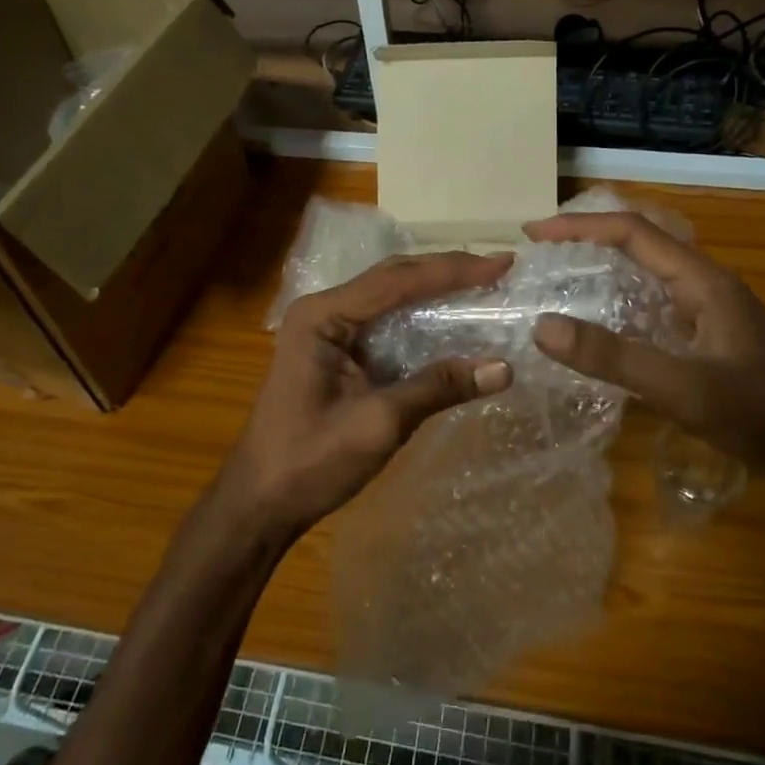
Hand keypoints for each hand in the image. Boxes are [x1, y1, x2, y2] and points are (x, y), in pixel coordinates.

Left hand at [221, 251, 516, 537]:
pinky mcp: (339, 350)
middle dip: (447, 272)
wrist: (261, 501)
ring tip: (485, 285)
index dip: (452, 271)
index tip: (501, 264)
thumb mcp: (378, 424)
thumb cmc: (310, 462)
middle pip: (394, 278)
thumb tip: (503, 368)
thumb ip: (437, 388)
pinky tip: (453, 320)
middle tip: (500, 269)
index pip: (396, 281)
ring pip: (392, 297)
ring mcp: (329, 328)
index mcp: (323, 316)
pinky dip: (423, 318)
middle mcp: (324, 310)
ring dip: (437, 291)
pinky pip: (387, 322)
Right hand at [523, 211, 764, 479]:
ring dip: (603, 272)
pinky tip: (600, 331)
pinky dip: (619, 307)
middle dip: (587, 242)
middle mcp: (704, 287)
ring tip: (558, 284)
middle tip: (539, 256)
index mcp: (701, 281)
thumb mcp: (685, 388)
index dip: (580, 227)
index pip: (632, 233)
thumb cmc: (763, 412)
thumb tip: (543, 327)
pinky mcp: (709, 341)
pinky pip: (654, 309)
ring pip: (646, 277)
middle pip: (638, 246)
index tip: (533, 234)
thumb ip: (615, 358)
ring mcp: (708, 314)